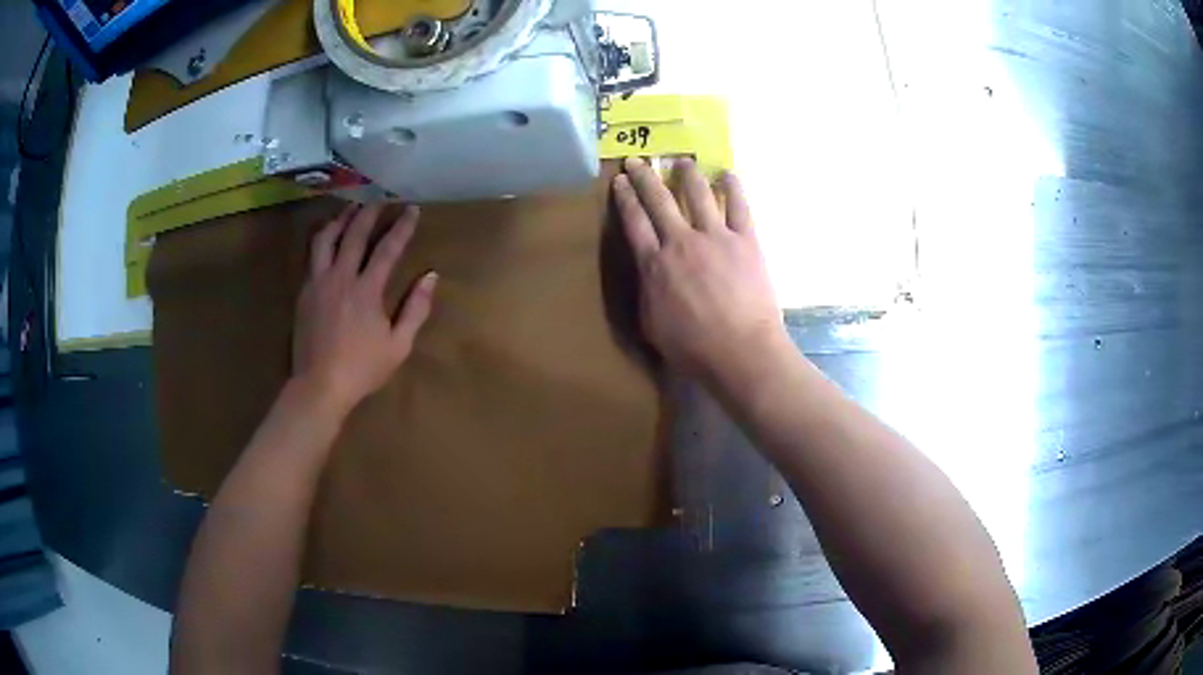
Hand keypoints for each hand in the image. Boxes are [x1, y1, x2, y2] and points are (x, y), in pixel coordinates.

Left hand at [292, 203, 436, 417]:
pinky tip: (329, 237)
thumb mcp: (399, 345)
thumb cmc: (362, 368)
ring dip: (341, 219)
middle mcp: (341, 277)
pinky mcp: (305, 291)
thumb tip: (431, 276)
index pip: (388, 248)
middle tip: (380, 197)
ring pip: (327, 238)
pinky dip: (323, 239)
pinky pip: (312, 255)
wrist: (319, 385)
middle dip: (370, 212)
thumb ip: (416, 308)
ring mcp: (319, 282)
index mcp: (367, 290)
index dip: (402, 227)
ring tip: (351, 209)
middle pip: (355, 234)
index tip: (411, 209)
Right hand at [612, 157, 785, 377]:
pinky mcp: (745, 240)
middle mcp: (681, 241)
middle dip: (645, 177)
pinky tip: (727, 174)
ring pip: (697, 194)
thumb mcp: (652, 326)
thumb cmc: (693, 348)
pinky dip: (733, 187)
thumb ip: (647, 293)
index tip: (619, 180)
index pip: (634, 222)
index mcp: (655, 264)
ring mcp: (715, 236)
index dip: (625, 198)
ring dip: (687, 174)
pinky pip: (739, 206)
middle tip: (637, 161)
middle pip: (659, 200)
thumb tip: (649, 274)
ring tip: (681, 161)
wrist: (741, 351)